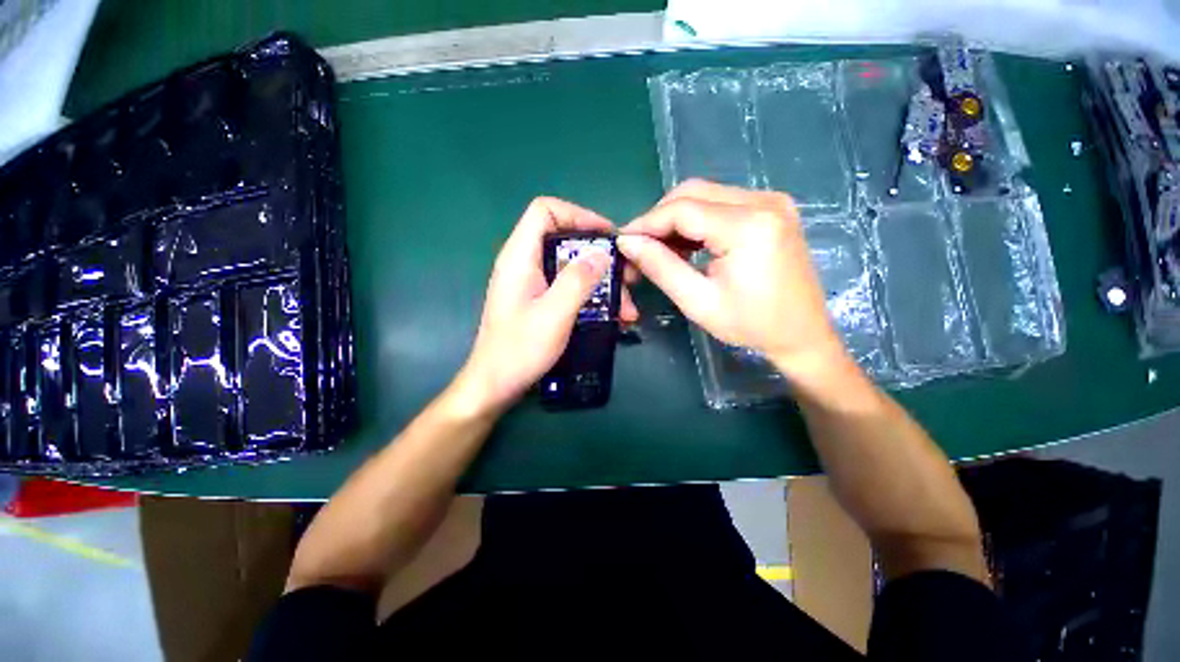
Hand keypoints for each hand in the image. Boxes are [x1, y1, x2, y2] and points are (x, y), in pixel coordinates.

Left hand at [454, 197, 637, 415]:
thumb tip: (602, 254)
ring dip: (601, 284)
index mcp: (520, 257)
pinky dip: (591, 297)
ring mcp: (532, 284)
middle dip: (599, 257)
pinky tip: (611, 317)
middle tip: (627, 277)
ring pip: (572, 268)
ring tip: (626, 308)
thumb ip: (578, 280)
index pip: (546, 211)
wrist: (495, 385)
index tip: (607, 236)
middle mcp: (525, 264)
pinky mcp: (539, 301)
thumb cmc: (520, 350)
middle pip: (565, 240)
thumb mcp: (554, 314)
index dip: (578, 215)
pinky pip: (569, 288)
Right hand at [617, 180, 850, 388]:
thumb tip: (627, 243)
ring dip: (676, 219)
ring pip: (705, 195)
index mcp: (749, 226)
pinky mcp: (772, 209)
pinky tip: (686, 245)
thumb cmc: (751, 325)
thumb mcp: (698, 301)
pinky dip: (696, 221)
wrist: (803, 334)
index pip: (682, 209)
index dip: (646, 223)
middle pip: (693, 192)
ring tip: (659, 250)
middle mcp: (764, 201)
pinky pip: (721, 203)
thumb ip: (660, 267)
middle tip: (640, 248)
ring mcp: (772, 201)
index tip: (622, 242)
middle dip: (659, 218)